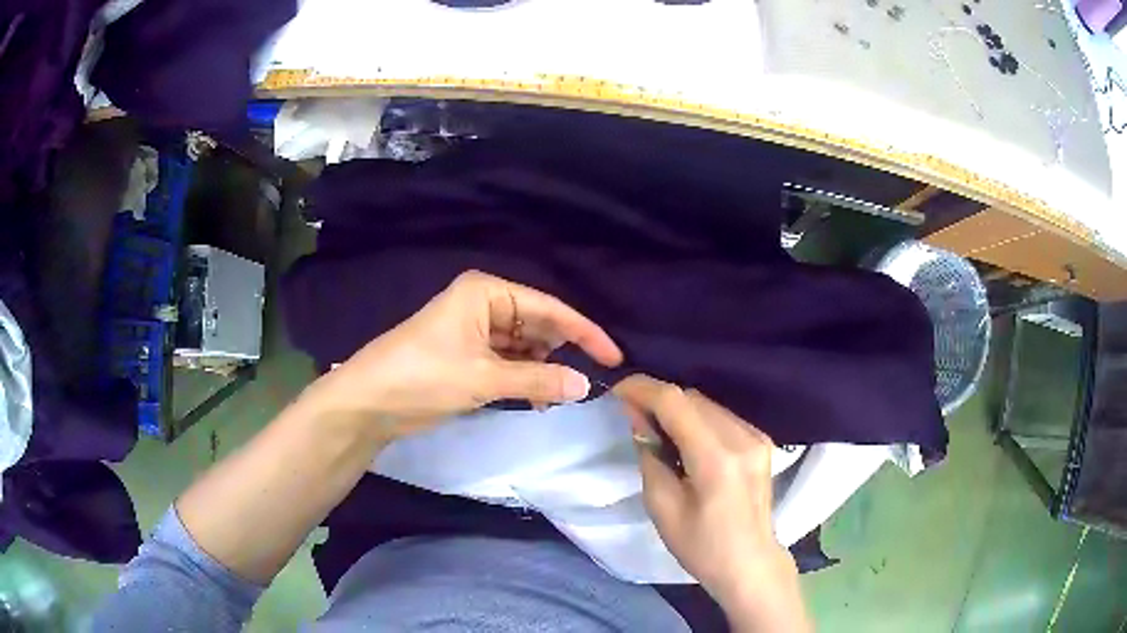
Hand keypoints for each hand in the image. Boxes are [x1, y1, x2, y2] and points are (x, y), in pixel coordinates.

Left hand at [301, 270, 622, 440]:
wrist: (369, 401)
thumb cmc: (423, 376)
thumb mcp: (483, 378)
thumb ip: (538, 381)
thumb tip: (586, 385)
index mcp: (487, 292)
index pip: (549, 308)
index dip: (584, 332)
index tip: (614, 357)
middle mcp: (484, 304)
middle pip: (538, 326)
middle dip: (561, 353)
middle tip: (586, 383)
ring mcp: (475, 331)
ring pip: (525, 347)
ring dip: (542, 371)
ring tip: (556, 398)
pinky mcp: (468, 356)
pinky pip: (508, 363)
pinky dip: (524, 380)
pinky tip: (537, 400)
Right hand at [613, 375, 810, 632]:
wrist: (749, 563)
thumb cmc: (701, 546)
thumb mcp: (662, 507)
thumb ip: (649, 455)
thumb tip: (636, 416)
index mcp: (717, 459)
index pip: (676, 402)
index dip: (643, 388)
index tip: (617, 390)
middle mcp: (742, 438)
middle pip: (692, 398)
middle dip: (658, 399)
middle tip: (632, 415)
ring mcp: (757, 437)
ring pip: (708, 404)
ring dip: (678, 408)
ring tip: (656, 429)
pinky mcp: (762, 441)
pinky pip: (722, 416)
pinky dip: (698, 419)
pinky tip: (686, 439)